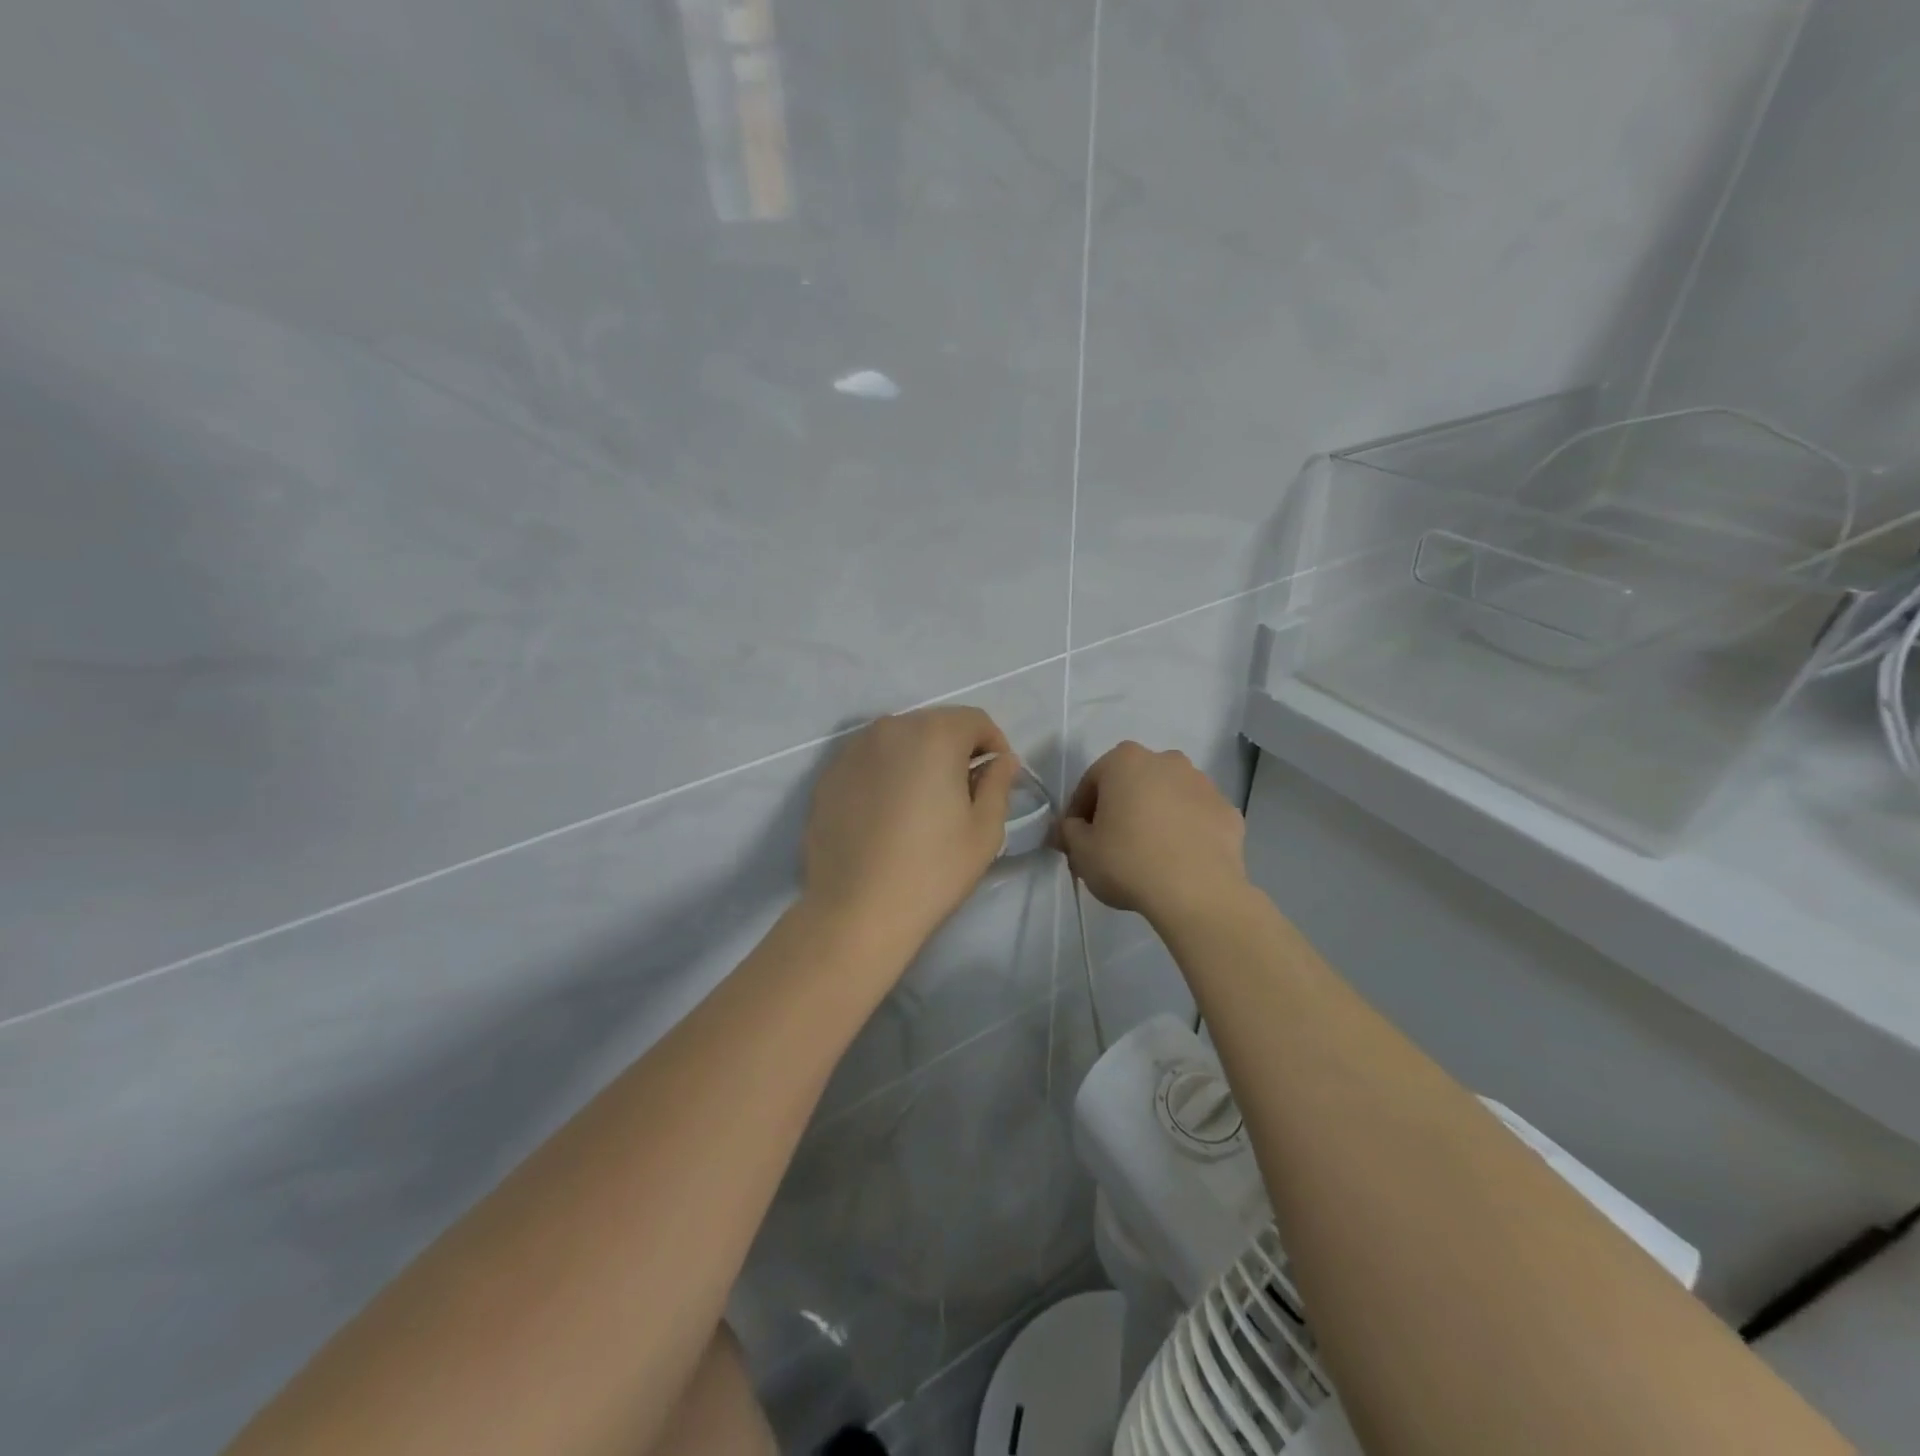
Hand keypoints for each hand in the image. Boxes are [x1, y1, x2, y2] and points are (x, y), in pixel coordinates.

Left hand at [802, 706, 1019, 956]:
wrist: (856, 911)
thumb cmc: (932, 870)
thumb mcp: (984, 830)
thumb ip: (997, 783)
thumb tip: (1001, 760)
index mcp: (934, 735)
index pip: (975, 720)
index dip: (993, 745)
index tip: (996, 778)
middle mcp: (890, 728)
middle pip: (935, 725)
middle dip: (955, 749)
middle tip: (962, 792)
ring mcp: (852, 750)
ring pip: (899, 740)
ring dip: (918, 759)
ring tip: (922, 803)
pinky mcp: (828, 775)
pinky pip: (869, 761)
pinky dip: (885, 774)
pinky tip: (887, 814)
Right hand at [1057, 742, 1247, 926]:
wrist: (1198, 892)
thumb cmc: (1128, 862)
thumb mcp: (1081, 851)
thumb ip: (1068, 832)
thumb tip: (1069, 828)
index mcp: (1125, 761)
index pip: (1091, 782)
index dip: (1079, 812)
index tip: (1077, 840)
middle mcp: (1167, 760)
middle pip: (1132, 783)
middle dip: (1120, 808)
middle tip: (1110, 845)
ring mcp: (1203, 784)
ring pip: (1167, 797)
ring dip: (1155, 816)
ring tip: (1148, 854)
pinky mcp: (1229, 811)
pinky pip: (1196, 817)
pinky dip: (1185, 831)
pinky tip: (1178, 860)